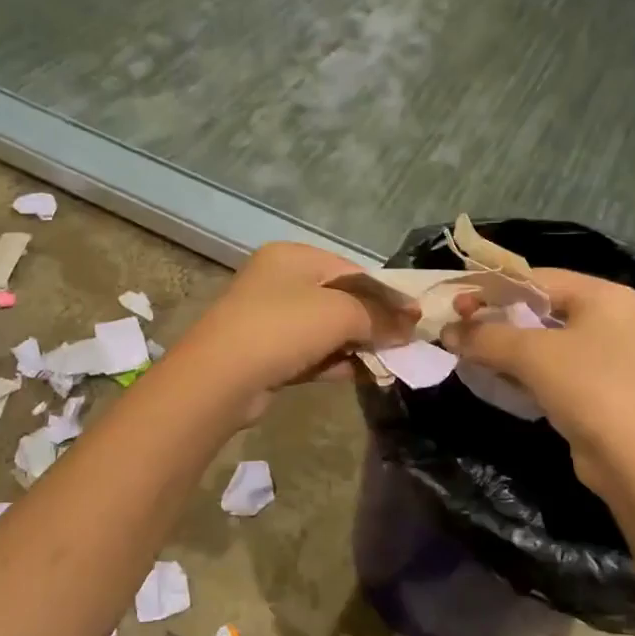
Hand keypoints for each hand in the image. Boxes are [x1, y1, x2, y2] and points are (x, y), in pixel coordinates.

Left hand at [176, 243, 413, 409]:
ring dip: (358, 345)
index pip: (351, 269)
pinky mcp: (267, 354)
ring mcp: (270, 319)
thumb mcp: (339, 313)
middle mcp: (279, 281)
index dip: (385, 294)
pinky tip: (368, 375)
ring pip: (326, 329)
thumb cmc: (282, 328)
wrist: (220, 378)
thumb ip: (379, 316)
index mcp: (292, 257)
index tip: (414, 318)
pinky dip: (338, 362)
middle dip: (373, 321)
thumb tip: (410, 324)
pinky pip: (312, 353)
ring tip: (393, 362)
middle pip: (340, 299)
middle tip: (406, 343)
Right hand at [440, 269, 634, 499]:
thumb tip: (447, 331)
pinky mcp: (598, 390)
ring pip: (543, 342)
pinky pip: (551, 370)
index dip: (492, 288)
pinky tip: (495, 380)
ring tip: (467, 354)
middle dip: (496, 319)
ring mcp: (607, 357)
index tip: (455, 303)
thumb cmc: (590, 388)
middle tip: (456, 330)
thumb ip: (485, 336)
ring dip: (505, 348)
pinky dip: (522, 372)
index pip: (537, 279)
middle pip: (540, 309)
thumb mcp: (532, 354)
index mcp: (603, 296)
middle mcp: (609, 319)